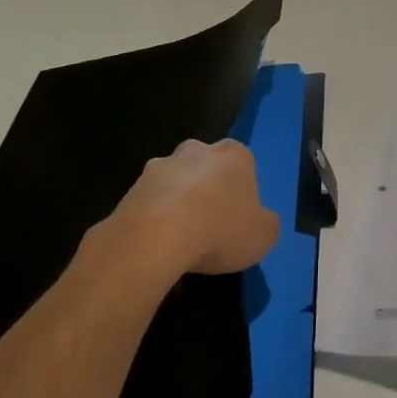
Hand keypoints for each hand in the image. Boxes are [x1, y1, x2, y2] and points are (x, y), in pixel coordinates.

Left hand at [100, 139, 280, 280]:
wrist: (155, 238)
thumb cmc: (220, 229)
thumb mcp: (265, 235)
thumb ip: (266, 223)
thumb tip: (258, 221)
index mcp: (234, 155)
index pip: (244, 166)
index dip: (243, 193)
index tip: (240, 219)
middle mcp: (196, 150)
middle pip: (206, 168)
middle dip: (208, 190)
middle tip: (211, 225)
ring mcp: (159, 167)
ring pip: (175, 184)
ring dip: (178, 204)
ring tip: (181, 241)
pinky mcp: (130, 188)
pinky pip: (150, 204)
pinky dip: (154, 220)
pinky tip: (159, 246)